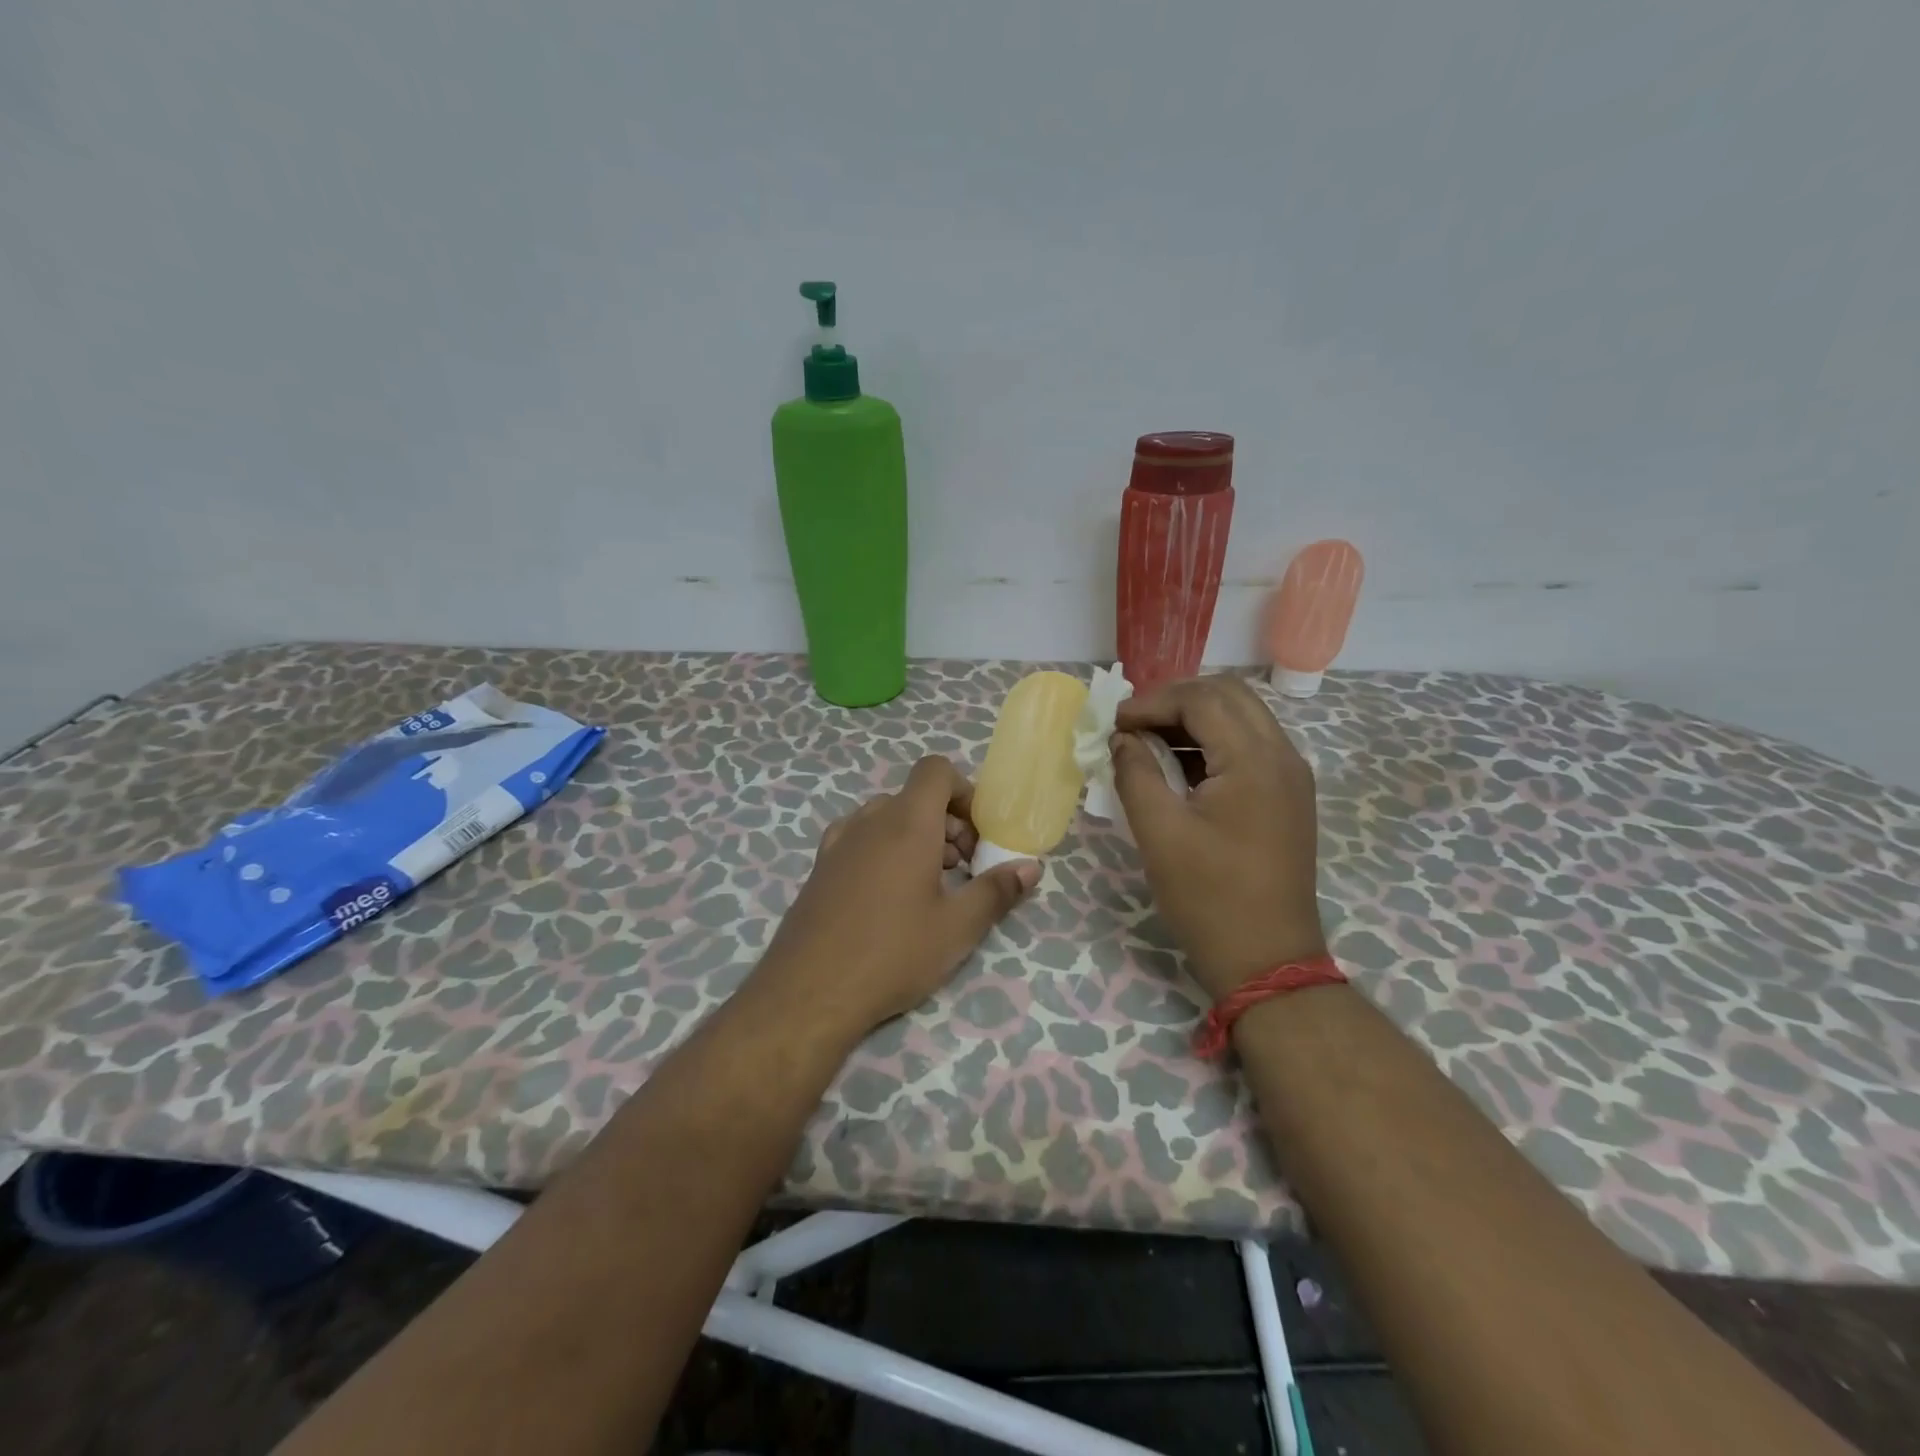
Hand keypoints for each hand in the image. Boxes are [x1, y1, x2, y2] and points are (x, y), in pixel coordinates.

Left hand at [759, 755, 1039, 1038]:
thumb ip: (996, 891)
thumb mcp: (957, 928)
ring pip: (887, 818)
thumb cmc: (893, 953)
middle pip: (915, 797)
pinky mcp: (820, 867)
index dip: (963, 791)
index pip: (935, 770)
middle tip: (963, 867)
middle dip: (947, 822)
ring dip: (916, 837)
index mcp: (907, 823)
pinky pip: (861, 838)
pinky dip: (884, 850)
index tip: (979, 833)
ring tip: (931, 886)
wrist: (808, 992)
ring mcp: (839, 842)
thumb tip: (1030, 867)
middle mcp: (869, 820)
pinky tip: (889, 897)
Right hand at [1111, 675, 1326, 1002]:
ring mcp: (1290, 777)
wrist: (1267, 960)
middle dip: (1175, 700)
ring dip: (1194, 719)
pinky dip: (1212, 743)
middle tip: (1133, 724)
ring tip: (1148, 741)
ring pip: (1242, 718)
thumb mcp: (1159, 832)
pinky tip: (1178, 767)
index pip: (1202, 700)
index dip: (1152, 702)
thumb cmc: (1209, 897)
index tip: (1112, 723)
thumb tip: (1121, 738)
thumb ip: (1135, 773)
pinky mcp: (1287, 797)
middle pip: (1229, 695)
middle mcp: (1282, 756)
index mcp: (1254, 760)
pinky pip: (1250, 747)